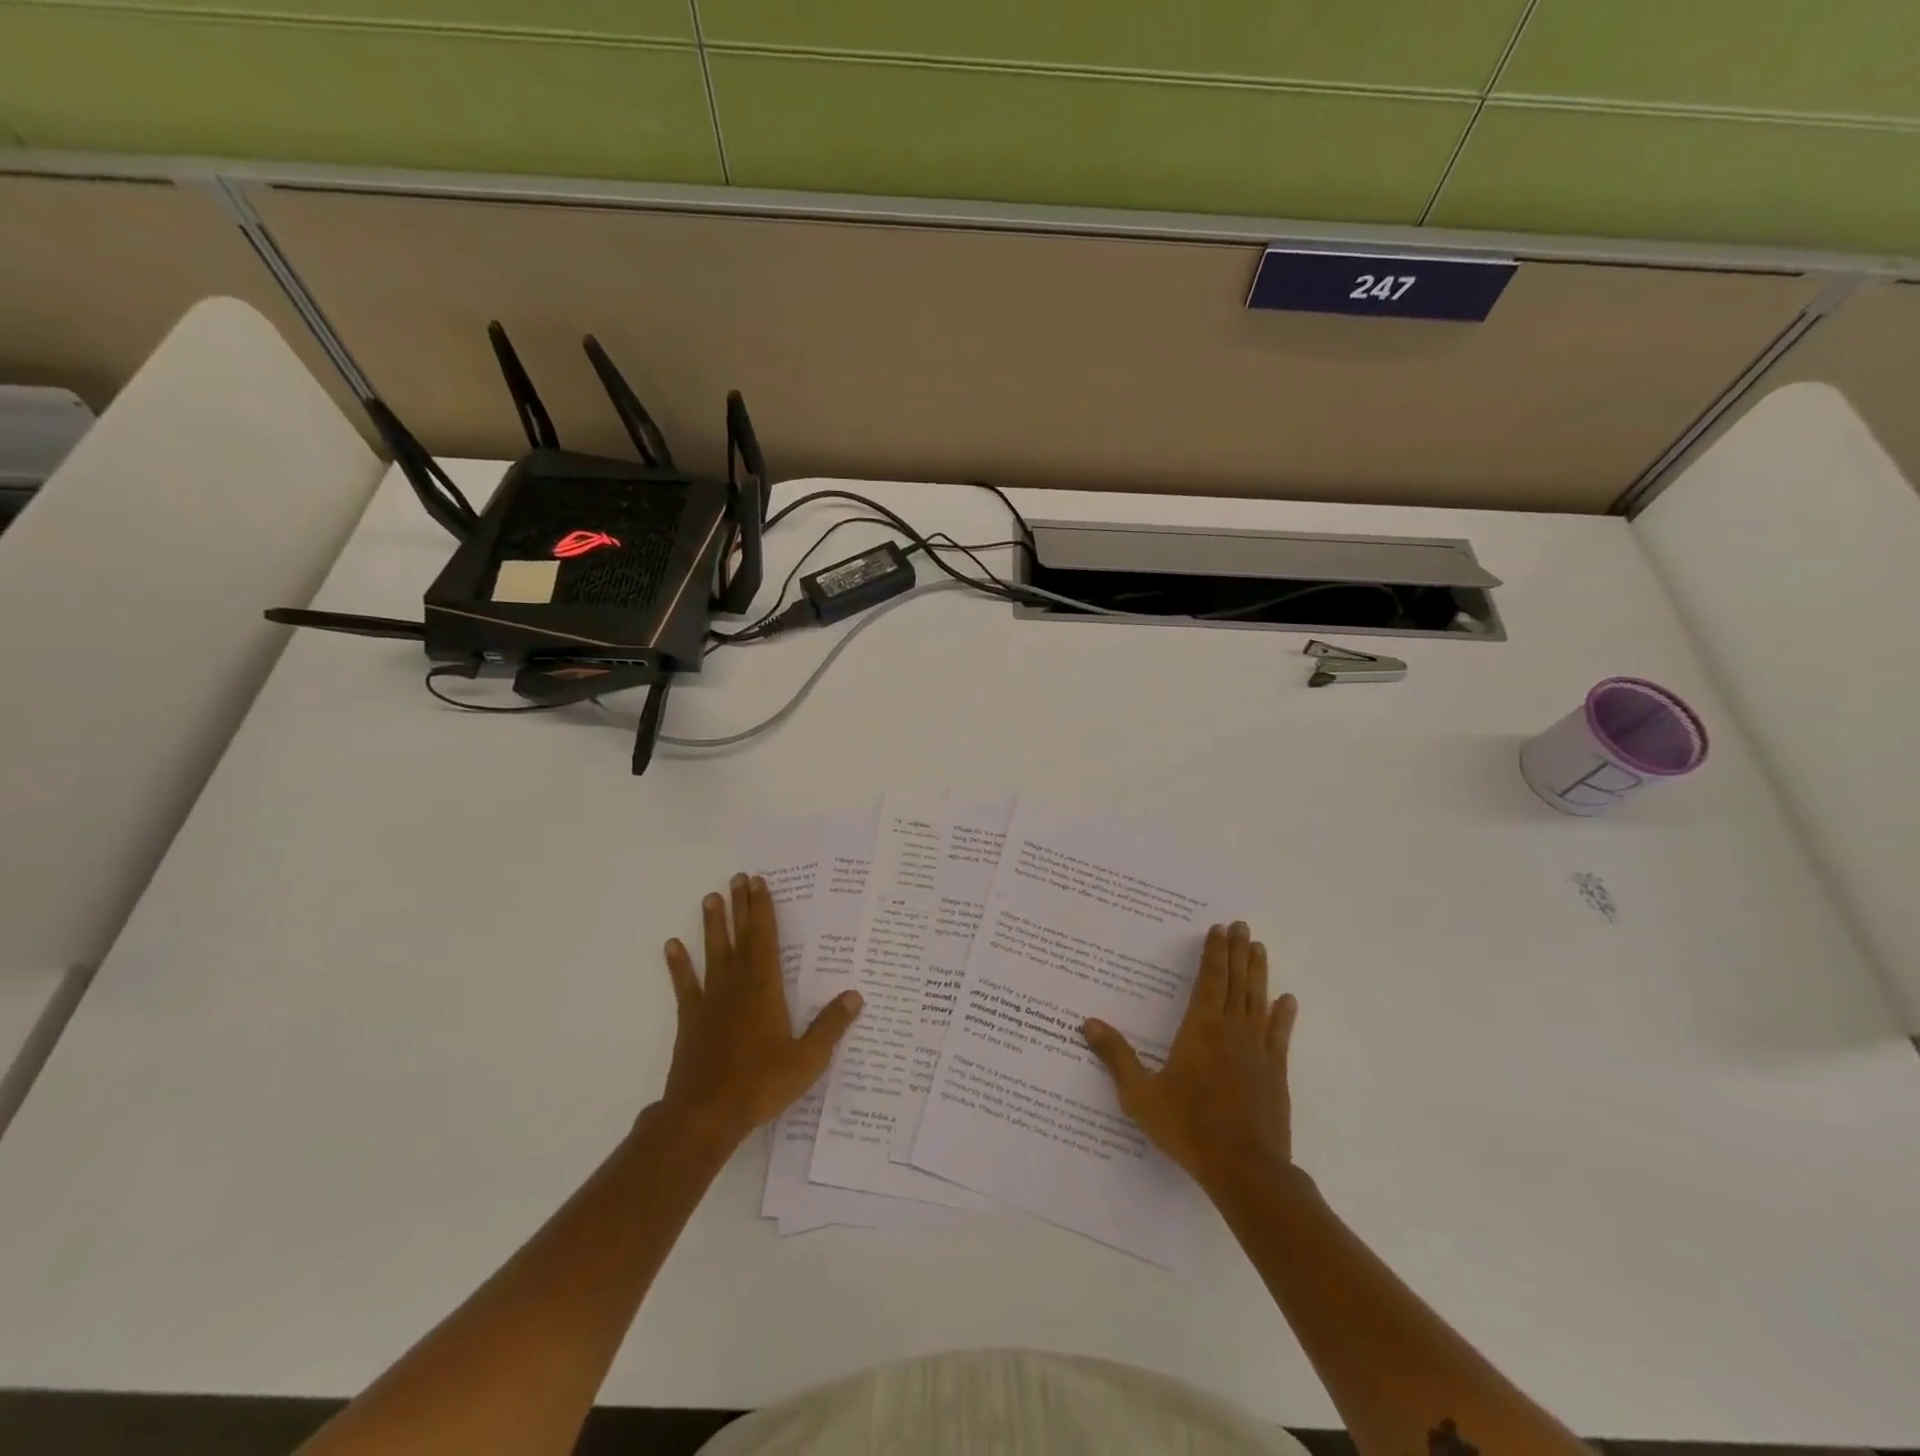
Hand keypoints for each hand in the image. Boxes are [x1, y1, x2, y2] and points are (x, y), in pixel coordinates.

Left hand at [656, 874, 862, 1149]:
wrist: (706, 1114)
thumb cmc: (761, 1084)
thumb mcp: (808, 1059)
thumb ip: (831, 1025)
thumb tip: (856, 995)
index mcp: (766, 989)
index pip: (766, 939)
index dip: (763, 909)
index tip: (759, 883)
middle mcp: (737, 985)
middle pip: (739, 937)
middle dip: (740, 906)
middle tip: (737, 878)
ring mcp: (710, 1001)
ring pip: (712, 953)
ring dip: (712, 925)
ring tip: (710, 898)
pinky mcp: (690, 1020)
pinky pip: (685, 985)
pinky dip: (679, 965)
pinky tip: (672, 946)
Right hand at [1083, 922, 1297, 1194]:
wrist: (1245, 1169)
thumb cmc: (1188, 1128)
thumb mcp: (1140, 1095)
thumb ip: (1116, 1057)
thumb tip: (1087, 1023)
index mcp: (1200, 1030)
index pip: (1209, 981)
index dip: (1214, 954)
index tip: (1220, 929)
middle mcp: (1231, 1031)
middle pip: (1235, 982)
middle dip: (1237, 952)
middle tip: (1242, 926)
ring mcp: (1257, 1051)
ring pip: (1258, 1001)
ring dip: (1258, 972)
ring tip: (1259, 947)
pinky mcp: (1275, 1073)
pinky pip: (1279, 1035)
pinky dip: (1283, 1015)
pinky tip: (1287, 1000)